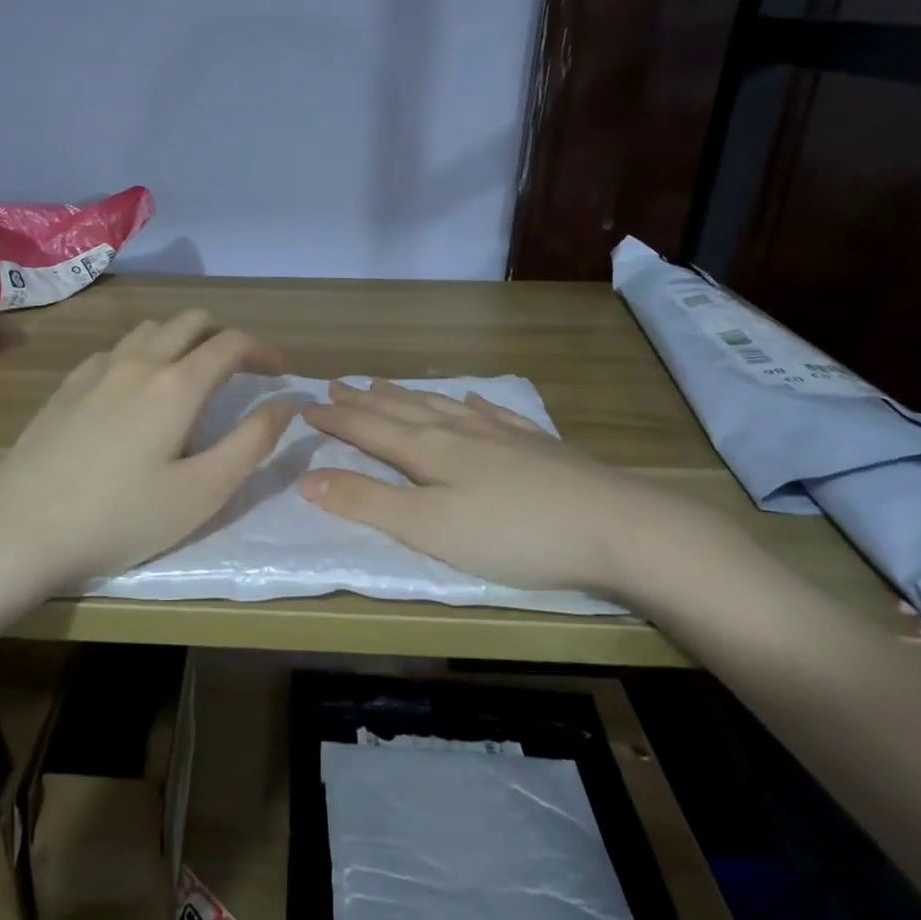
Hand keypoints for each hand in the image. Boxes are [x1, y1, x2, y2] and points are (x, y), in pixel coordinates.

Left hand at [0, 311, 295, 594]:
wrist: (21, 530)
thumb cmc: (121, 518)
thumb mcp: (202, 492)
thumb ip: (252, 442)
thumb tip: (286, 402)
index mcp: (176, 384)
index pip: (231, 343)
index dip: (264, 350)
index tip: (281, 372)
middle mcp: (138, 361)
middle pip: (192, 322)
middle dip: (226, 337)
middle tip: (242, 371)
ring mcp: (96, 369)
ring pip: (151, 329)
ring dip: (183, 339)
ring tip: (193, 374)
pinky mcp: (67, 385)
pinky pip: (117, 349)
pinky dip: (144, 353)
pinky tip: (137, 388)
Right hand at [300, 380, 714, 604]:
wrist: (615, 526)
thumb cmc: (512, 535)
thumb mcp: (428, 529)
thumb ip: (368, 503)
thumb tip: (306, 478)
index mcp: (428, 451)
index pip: (369, 429)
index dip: (336, 419)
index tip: (305, 406)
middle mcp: (459, 432)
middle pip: (401, 410)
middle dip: (364, 400)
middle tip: (336, 384)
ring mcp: (501, 434)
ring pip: (441, 406)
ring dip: (407, 396)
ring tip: (383, 384)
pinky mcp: (537, 445)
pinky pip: (491, 413)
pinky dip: (471, 404)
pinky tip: (471, 399)